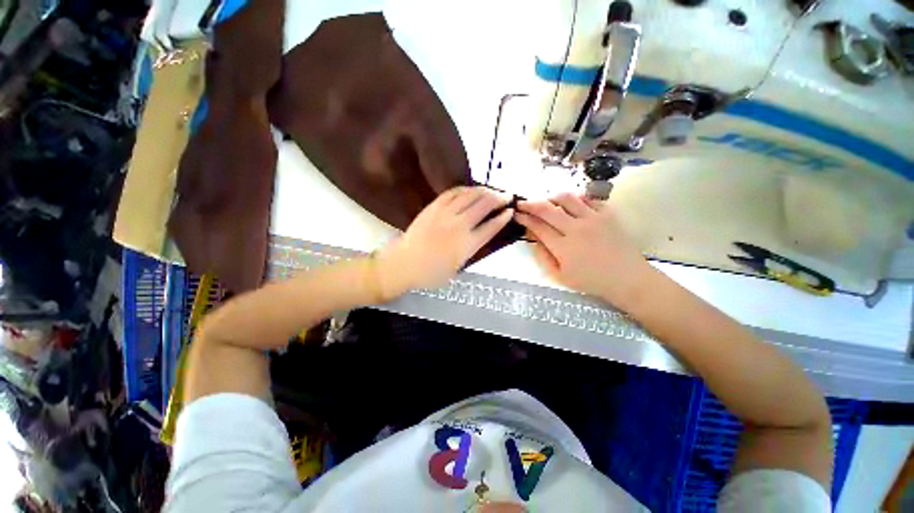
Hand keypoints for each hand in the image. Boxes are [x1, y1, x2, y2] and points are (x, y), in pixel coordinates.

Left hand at [375, 186, 512, 297]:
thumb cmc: (431, 273)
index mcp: (468, 245)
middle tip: (506, 196)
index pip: (491, 226)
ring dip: (484, 191)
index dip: (503, 217)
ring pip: (470, 195)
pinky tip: (470, 190)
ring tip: (491, 191)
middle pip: (484, 205)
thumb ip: (471, 251)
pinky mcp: (434, 207)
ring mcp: (446, 213)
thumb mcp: (457, 268)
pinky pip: (452, 192)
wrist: (405, 263)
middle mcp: (460, 226)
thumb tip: (480, 236)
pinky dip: (465, 189)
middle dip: (498, 199)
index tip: (510, 211)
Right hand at [515, 193, 653, 307]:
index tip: (516, 214)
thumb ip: (543, 257)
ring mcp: (594, 218)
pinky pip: (588, 199)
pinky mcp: (607, 214)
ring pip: (567, 198)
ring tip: (546, 201)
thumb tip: (533, 239)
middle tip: (523, 203)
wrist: (628, 278)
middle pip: (547, 209)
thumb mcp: (560, 276)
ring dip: (552, 197)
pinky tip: (571, 204)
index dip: (524, 218)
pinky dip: (576, 199)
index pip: (538, 226)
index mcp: (563, 247)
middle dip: (531, 204)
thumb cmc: (591, 281)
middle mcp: (576, 228)